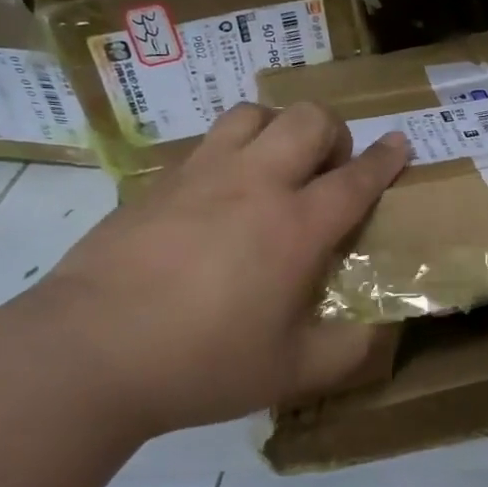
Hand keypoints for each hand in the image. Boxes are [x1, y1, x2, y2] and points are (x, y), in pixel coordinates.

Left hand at [16, 102, 408, 440]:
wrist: (87, 354)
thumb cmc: (202, 363)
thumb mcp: (292, 372)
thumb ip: (349, 349)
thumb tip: (379, 331)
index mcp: (295, 227)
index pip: (355, 178)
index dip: (385, 158)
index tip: (400, 142)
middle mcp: (253, 185)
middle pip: (307, 121)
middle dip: (333, 133)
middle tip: (329, 171)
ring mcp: (200, 176)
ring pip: (252, 114)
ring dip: (278, 129)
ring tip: (276, 166)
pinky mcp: (156, 183)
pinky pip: (206, 143)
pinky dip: (230, 151)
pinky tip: (220, 194)